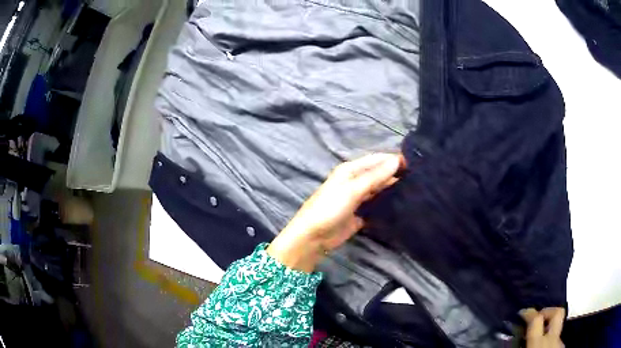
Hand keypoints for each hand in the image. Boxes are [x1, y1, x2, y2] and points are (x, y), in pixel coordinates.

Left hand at [267, 153, 403, 271]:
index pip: (377, 160)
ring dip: (393, 189)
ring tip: (415, 190)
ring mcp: (358, 198)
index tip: (415, 164)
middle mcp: (355, 181)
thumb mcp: (352, 190)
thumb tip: (396, 160)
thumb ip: (375, 176)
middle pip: (379, 174)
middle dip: (395, 174)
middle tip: (418, 178)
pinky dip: (387, 204)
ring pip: (379, 189)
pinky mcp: (361, 213)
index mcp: (350, 170)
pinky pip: (377, 205)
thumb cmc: (329, 208)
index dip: (394, 160)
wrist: (313, 237)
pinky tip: (402, 205)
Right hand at [520, 308, 565, 347]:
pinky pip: (556, 342)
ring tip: (538, 343)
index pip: (536, 319)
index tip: (523, 313)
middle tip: (538, 318)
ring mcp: (560, 343)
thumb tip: (512, 342)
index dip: (529, 313)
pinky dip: (550, 344)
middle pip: (557, 313)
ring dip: (548, 333)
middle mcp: (553, 339)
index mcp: (539, 343)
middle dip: (548, 312)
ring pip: (557, 331)